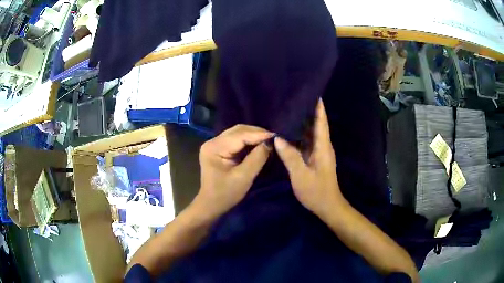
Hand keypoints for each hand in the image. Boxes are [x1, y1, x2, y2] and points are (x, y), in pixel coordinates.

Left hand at [197, 124, 272, 218]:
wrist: (212, 205)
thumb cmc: (226, 194)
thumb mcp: (244, 177)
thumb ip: (257, 158)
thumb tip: (270, 143)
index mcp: (214, 147)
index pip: (239, 135)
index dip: (259, 134)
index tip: (277, 137)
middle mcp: (213, 141)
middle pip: (238, 131)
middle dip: (257, 133)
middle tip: (274, 139)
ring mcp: (215, 144)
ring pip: (238, 133)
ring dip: (254, 136)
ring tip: (269, 141)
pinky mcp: (219, 148)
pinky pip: (237, 140)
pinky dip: (249, 141)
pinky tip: (259, 144)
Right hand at [274, 99, 342, 217]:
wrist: (328, 206)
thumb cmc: (316, 191)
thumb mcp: (300, 175)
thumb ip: (290, 156)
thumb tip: (278, 138)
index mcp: (322, 147)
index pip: (321, 122)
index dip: (318, 108)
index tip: (313, 93)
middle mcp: (323, 146)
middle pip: (317, 125)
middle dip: (309, 111)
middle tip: (295, 99)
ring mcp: (319, 153)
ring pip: (311, 133)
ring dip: (303, 122)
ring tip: (290, 111)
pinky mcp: (315, 158)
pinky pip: (307, 142)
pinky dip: (300, 135)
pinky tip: (289, 132)